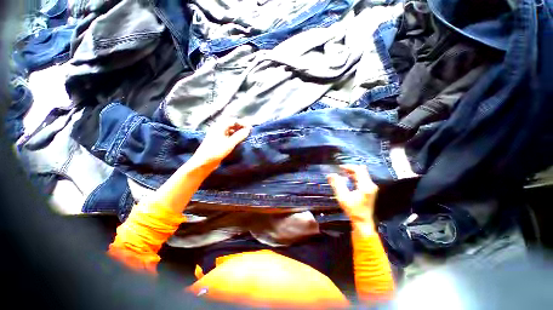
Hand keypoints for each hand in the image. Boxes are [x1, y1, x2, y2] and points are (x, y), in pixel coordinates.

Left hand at [192, 119, 251, 167]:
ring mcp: (218, 135)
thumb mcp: (230, 143)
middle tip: (249, 131)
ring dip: (238, 131)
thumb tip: (248, 130)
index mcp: (219, 126)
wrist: (204, 162)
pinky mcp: (218, 141)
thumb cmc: (216, 151)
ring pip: (230, 130)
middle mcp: (218, 128)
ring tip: (245, 136)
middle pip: (231, 124)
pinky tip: (239, 141)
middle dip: (240, 126)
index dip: (242, 123)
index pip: (233, 120)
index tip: (250, 128)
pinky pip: (228, 135)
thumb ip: (239, 136)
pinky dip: (234, 136)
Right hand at [327, 165, 377, 231]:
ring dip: (353, 172)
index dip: (348, 167)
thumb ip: (337, 184)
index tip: (339, 167)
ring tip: (343, 173)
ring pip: (363, 175)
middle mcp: (371, 185)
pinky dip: (356, 177)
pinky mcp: (370, 191)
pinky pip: (363, 179)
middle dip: (351, 169)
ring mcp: (372, 188)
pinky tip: (349, 179)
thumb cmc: (353, 210)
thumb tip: (331, 174)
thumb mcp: (342, 197)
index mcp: (365, 185)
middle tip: (341, 169)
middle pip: (361, 171)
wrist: (363, 222)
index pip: (358, 170)